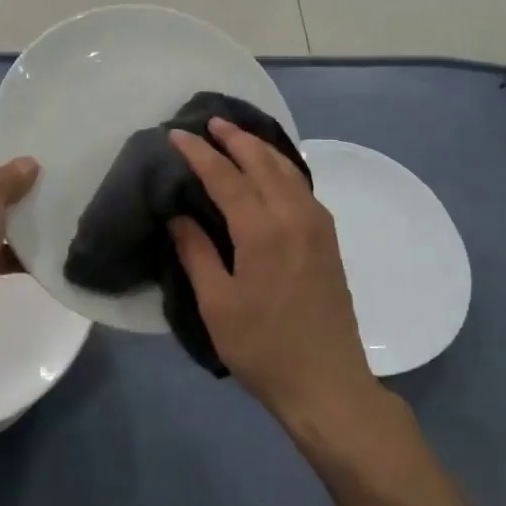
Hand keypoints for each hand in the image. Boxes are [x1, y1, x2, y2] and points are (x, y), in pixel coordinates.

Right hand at [168, 120, 383, 432]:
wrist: (327, 382)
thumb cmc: (263, 348)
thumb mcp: (217, 304)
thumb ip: (196, 252)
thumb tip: (178, 214)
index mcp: (263, 230)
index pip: (226, 176)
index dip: (199, 153)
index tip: (176, 134)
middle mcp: (295, 216)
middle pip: (262, 162)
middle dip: (234, 138)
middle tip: (208, 123)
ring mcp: (318, 225)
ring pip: (288, 170)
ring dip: (260, 148)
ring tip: (236, 136)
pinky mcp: (329, 238)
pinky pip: (302, 186)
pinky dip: (281, 167)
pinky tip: (270, 171)